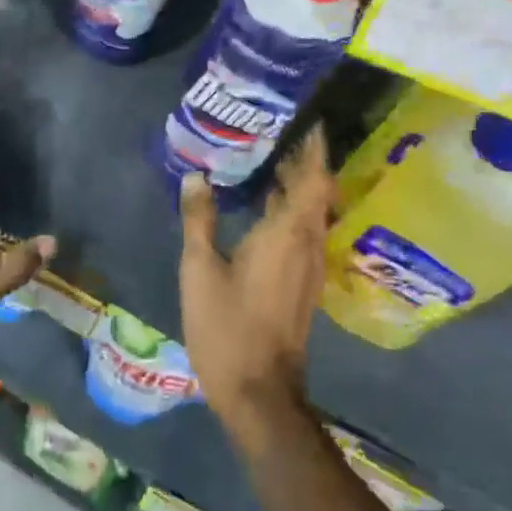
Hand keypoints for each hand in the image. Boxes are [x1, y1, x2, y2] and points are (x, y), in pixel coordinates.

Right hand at [178, 127, 331, 440]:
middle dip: (300, 161)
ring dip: (295, 186)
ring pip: (310, 213)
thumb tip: (196, 177)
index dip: (312, 147)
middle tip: (274, 132)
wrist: (259, 391)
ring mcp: (309, 266)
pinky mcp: (302, 284)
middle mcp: (307, 244)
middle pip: (315, 191)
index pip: (312, 177)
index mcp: (287, 233)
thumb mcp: (200, 269)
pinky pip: (302, 233)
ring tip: (266, 161)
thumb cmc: (227, 326)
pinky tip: (262, 210)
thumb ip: (199, 220)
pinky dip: (289, 211)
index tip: (305, 119)